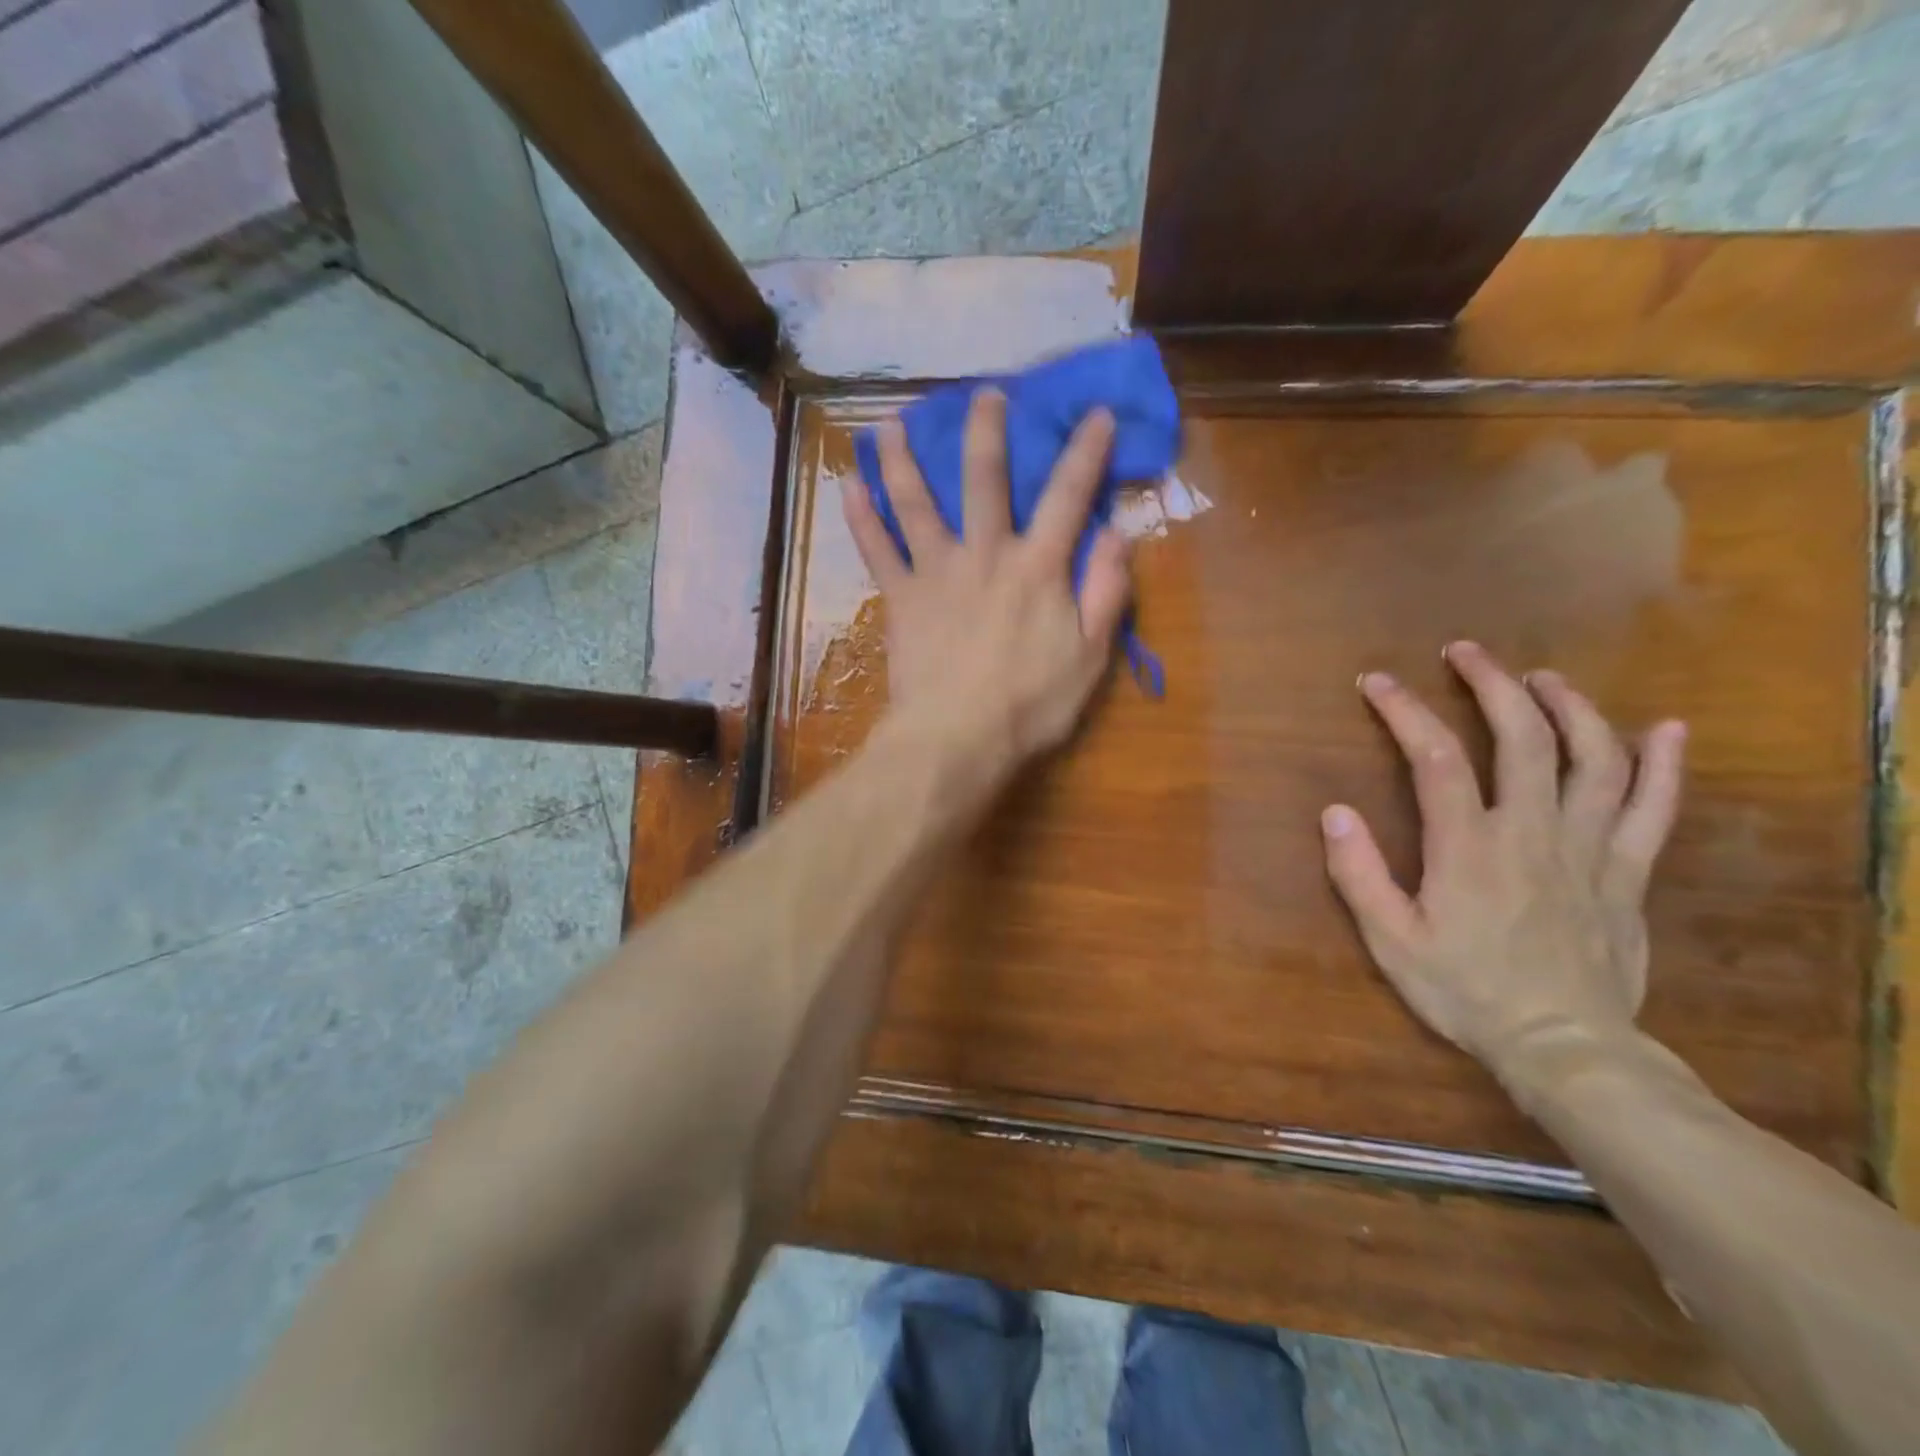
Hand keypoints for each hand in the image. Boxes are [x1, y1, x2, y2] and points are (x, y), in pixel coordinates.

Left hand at [842, 389, 1131, 770]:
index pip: (1068, 496)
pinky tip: (849, 485)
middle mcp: (984, 554)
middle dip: (986, 430)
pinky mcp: (901, 598)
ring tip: (891, 423)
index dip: (1085, 452)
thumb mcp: (1090, 656)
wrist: (957, 739)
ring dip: (903, 459)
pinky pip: (877, 550)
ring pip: (915, 502)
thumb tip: (1119, 533)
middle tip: (984, 394)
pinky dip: (861, 517)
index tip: (1095, 412)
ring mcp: (936, 572)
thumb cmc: (1030, 705)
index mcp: (1037, 567)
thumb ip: (1106, 592)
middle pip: (984, 478)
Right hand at [1320, 643, 1686, 1081]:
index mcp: (1469, 846)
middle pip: (1522, 737)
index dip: (1404, 710)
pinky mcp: (1627, 873)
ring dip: (1569, 707)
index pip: (1435, 756)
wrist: (1565, 1050)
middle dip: (1492, 684)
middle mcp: (1532, 831)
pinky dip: (1662, 765)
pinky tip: (1665, 729)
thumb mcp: (1391, 941)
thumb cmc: (1467, 992)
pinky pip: (1655, 809)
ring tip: (1543, 678)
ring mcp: (1589, 849)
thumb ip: (1360, 875)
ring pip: (1593, 759)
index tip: (1377, 682)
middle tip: (1466, 652)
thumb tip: (1335, 812)